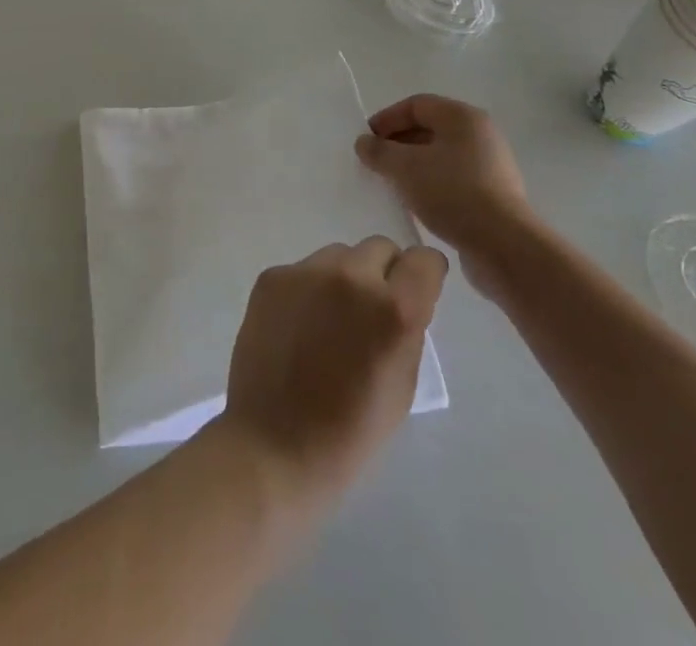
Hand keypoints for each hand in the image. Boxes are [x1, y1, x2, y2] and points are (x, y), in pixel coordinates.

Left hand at [217, 237, 446, 503]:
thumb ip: (408, 329)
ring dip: (344, 278)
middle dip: (383, 274)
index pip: (424, 260)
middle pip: (379, 248)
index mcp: (394, 310)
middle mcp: (351, 277)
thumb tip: (404, 297)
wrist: (274, 446)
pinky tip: (298, 326)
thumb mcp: (403, 385)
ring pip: (338, 255)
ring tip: (330, 321)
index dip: (424, 275)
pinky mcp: (272, 276)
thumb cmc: (350, 433)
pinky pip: (303, 270)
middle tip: (370, 312)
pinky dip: (308, 289)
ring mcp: (305, 272)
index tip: (417, 291)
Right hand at [355, 94, 532, 300]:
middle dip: (398, 143)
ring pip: (440, 156)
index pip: (416, 105)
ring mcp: (490, 165)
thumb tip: (364, 143)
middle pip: (429, 128)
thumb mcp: (404, 167)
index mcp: (462, 117)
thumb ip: (378, 151)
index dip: (387, 119)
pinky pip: (453, 178)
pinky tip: (415, 203)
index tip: (366, 141)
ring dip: (412, 166)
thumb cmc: (452, 193)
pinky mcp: (493, 194)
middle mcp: (480, 135)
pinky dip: (430, 184)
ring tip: (391, 184)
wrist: (504, 246)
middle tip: (375, 163)